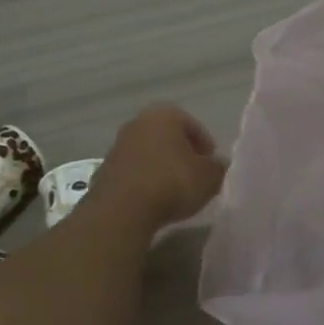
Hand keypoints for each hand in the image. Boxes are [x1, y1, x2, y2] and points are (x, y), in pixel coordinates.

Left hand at [88, 104, 226, 232]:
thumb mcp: (209, 177)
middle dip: (182, 154)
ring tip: (175, 191)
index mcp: (164, 115)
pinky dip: (145, 181)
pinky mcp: (105, 170)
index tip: (212, 164)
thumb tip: (218, 165)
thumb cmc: (172, 183)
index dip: (205, 145)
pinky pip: (133, 171)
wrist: (122, 210)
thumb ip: (218, 167)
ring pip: (149, 153)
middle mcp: (138, 122)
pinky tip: (153, 200)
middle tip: (195, 175)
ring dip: (161, 167)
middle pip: (167, 136)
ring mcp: (117, 145)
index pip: (192, 125)